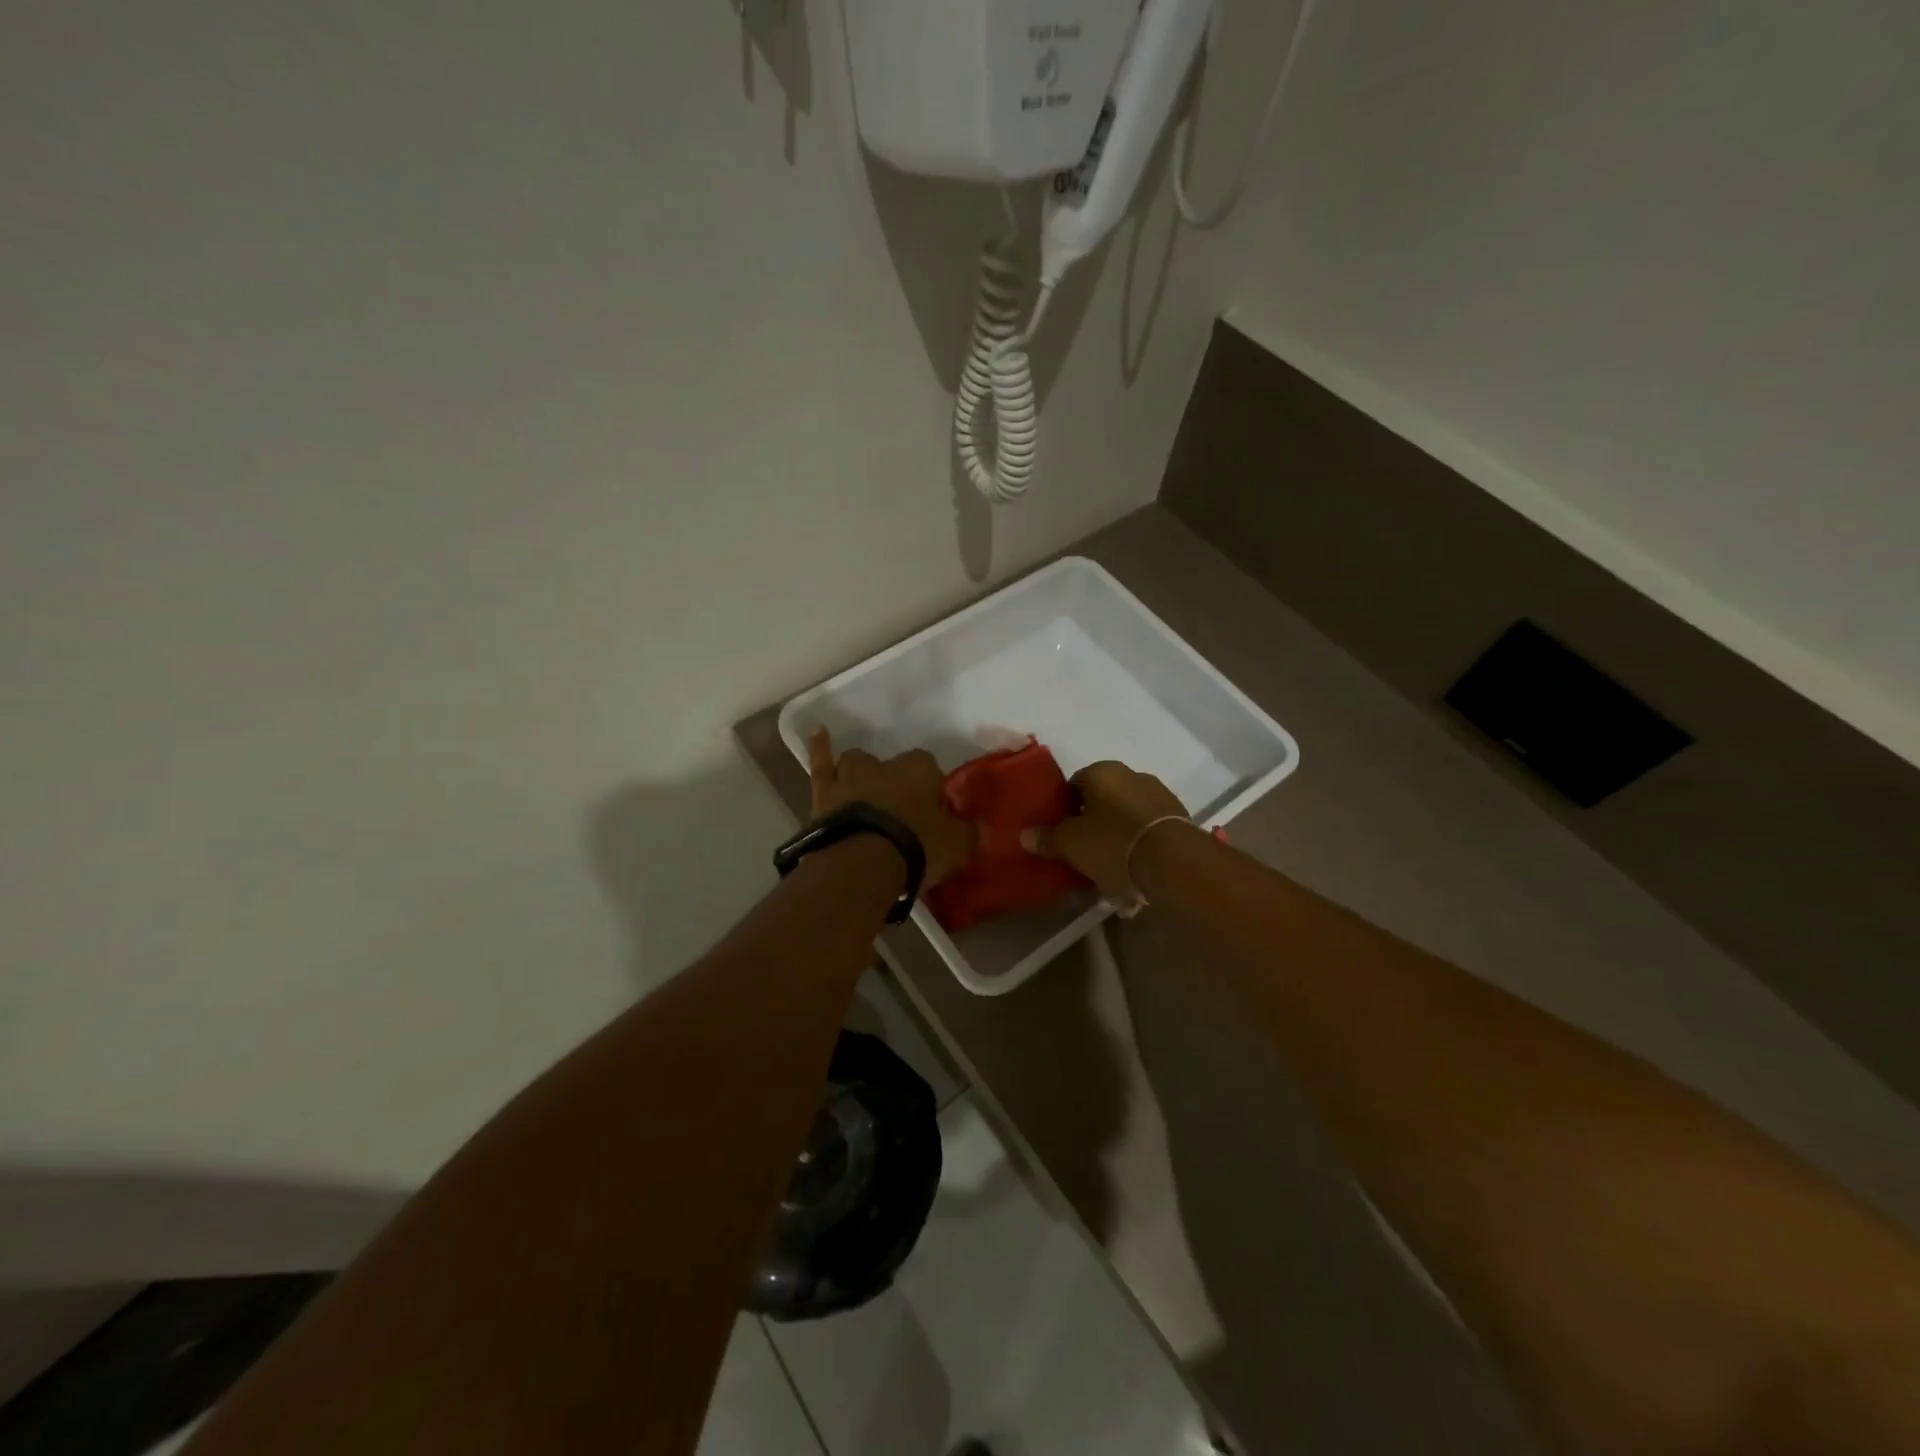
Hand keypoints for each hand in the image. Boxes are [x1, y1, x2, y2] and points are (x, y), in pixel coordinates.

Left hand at [808, 728, 975, 886]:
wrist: (862, 863)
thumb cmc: (916, 847)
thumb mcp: (955, 845)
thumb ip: (968, 833)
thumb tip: (978, 828)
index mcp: (920, 770)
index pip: (931, 769)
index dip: (931, 789)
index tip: (932, 812)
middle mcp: (885, 765)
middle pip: (892, 766)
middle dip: (895, 782)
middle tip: (898, 810)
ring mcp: (850, 776)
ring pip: (856, 763)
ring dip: (860, 772)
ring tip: (863, 787)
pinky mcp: (823, 794)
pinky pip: (820, 764)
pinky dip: (819, 747)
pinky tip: (817, 731)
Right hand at [1021, 760, 1188, 904]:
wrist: (1174, 863)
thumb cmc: (1113, 843)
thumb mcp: (1071, 844)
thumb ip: (1047, 838)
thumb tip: (1025, 835)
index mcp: (1102, 771)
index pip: (1074, 783)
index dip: (1064, 808)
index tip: (1060, 832)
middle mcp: (1132, 774)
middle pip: (1103, 798)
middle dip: (1093, 819)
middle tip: (1083, 848)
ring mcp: (1160, 795)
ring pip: (1127, 812)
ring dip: (1118, 830)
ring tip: (1109, 862)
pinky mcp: (1180, 818)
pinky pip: (1148, 827)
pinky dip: (1139, 841)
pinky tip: (1134, 865)